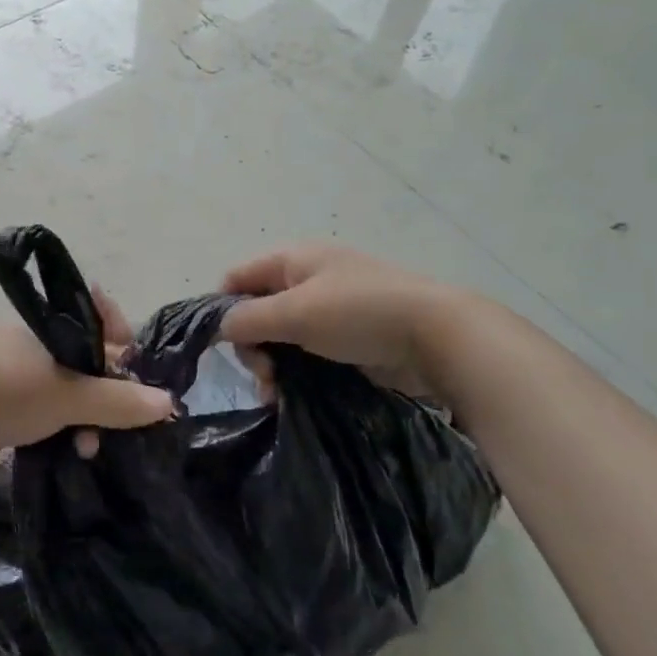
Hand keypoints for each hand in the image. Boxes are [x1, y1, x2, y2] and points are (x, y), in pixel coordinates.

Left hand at [0, 289, 173, 478]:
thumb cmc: (1, 392)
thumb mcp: (67, 395)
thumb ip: (117, 400)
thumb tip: (167, 404)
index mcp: (41, 327)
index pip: (93, 320)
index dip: (119, 340)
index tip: (133, 367)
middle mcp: (25, 346)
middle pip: (82, 364)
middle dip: (104, 394)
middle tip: (117, 423)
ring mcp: (7, 378)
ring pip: (61, 395)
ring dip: (82, 420)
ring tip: (87, 449)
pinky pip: (40, 417)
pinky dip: (57, 432)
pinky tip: (67, 454)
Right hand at [219, 244, 470, 396]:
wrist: (436, 336)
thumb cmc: (358, 312)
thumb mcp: (295, 312)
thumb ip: (248, 318)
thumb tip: (220, 328)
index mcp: (292, 260)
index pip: (236, 278)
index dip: (223, 309)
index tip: (225, 347)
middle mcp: (306, 280)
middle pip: (256, 311)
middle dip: (252, 346)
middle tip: (264, 375)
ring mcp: (328, 309)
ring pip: (280, 337)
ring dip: (271, 365)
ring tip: (277, 394)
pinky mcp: (345, 338)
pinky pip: (305, 353)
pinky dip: (294, 372)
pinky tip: (291, 396)